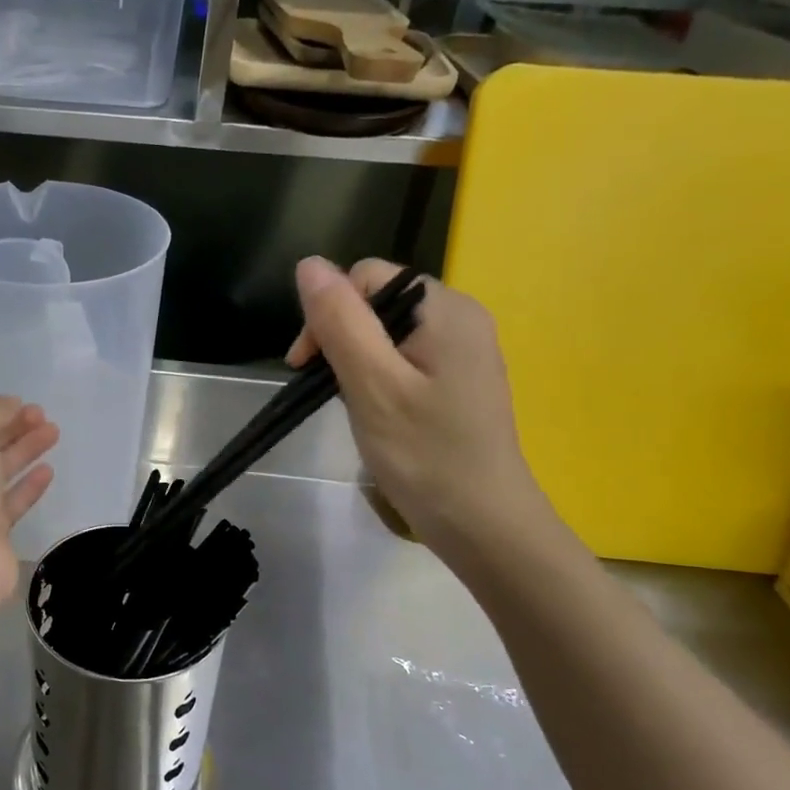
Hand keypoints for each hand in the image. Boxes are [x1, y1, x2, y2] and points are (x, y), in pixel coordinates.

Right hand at [287, 257, 542, 548]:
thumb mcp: (372, 384)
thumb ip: (340, 321)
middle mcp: (460, 318)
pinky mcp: (458, 380)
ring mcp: (463, 350)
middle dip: (339, 338)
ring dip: (355, 361)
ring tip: (353, 406)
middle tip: (326, 391)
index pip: (367, 277)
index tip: (305, 366)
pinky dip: (378, 378)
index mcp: (446, 308)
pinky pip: (404, 358)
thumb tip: (308, 264)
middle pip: (376, 301)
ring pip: (386, 332)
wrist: (484, 526)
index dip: (327, 313)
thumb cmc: (426, 455)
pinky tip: (377, 412)